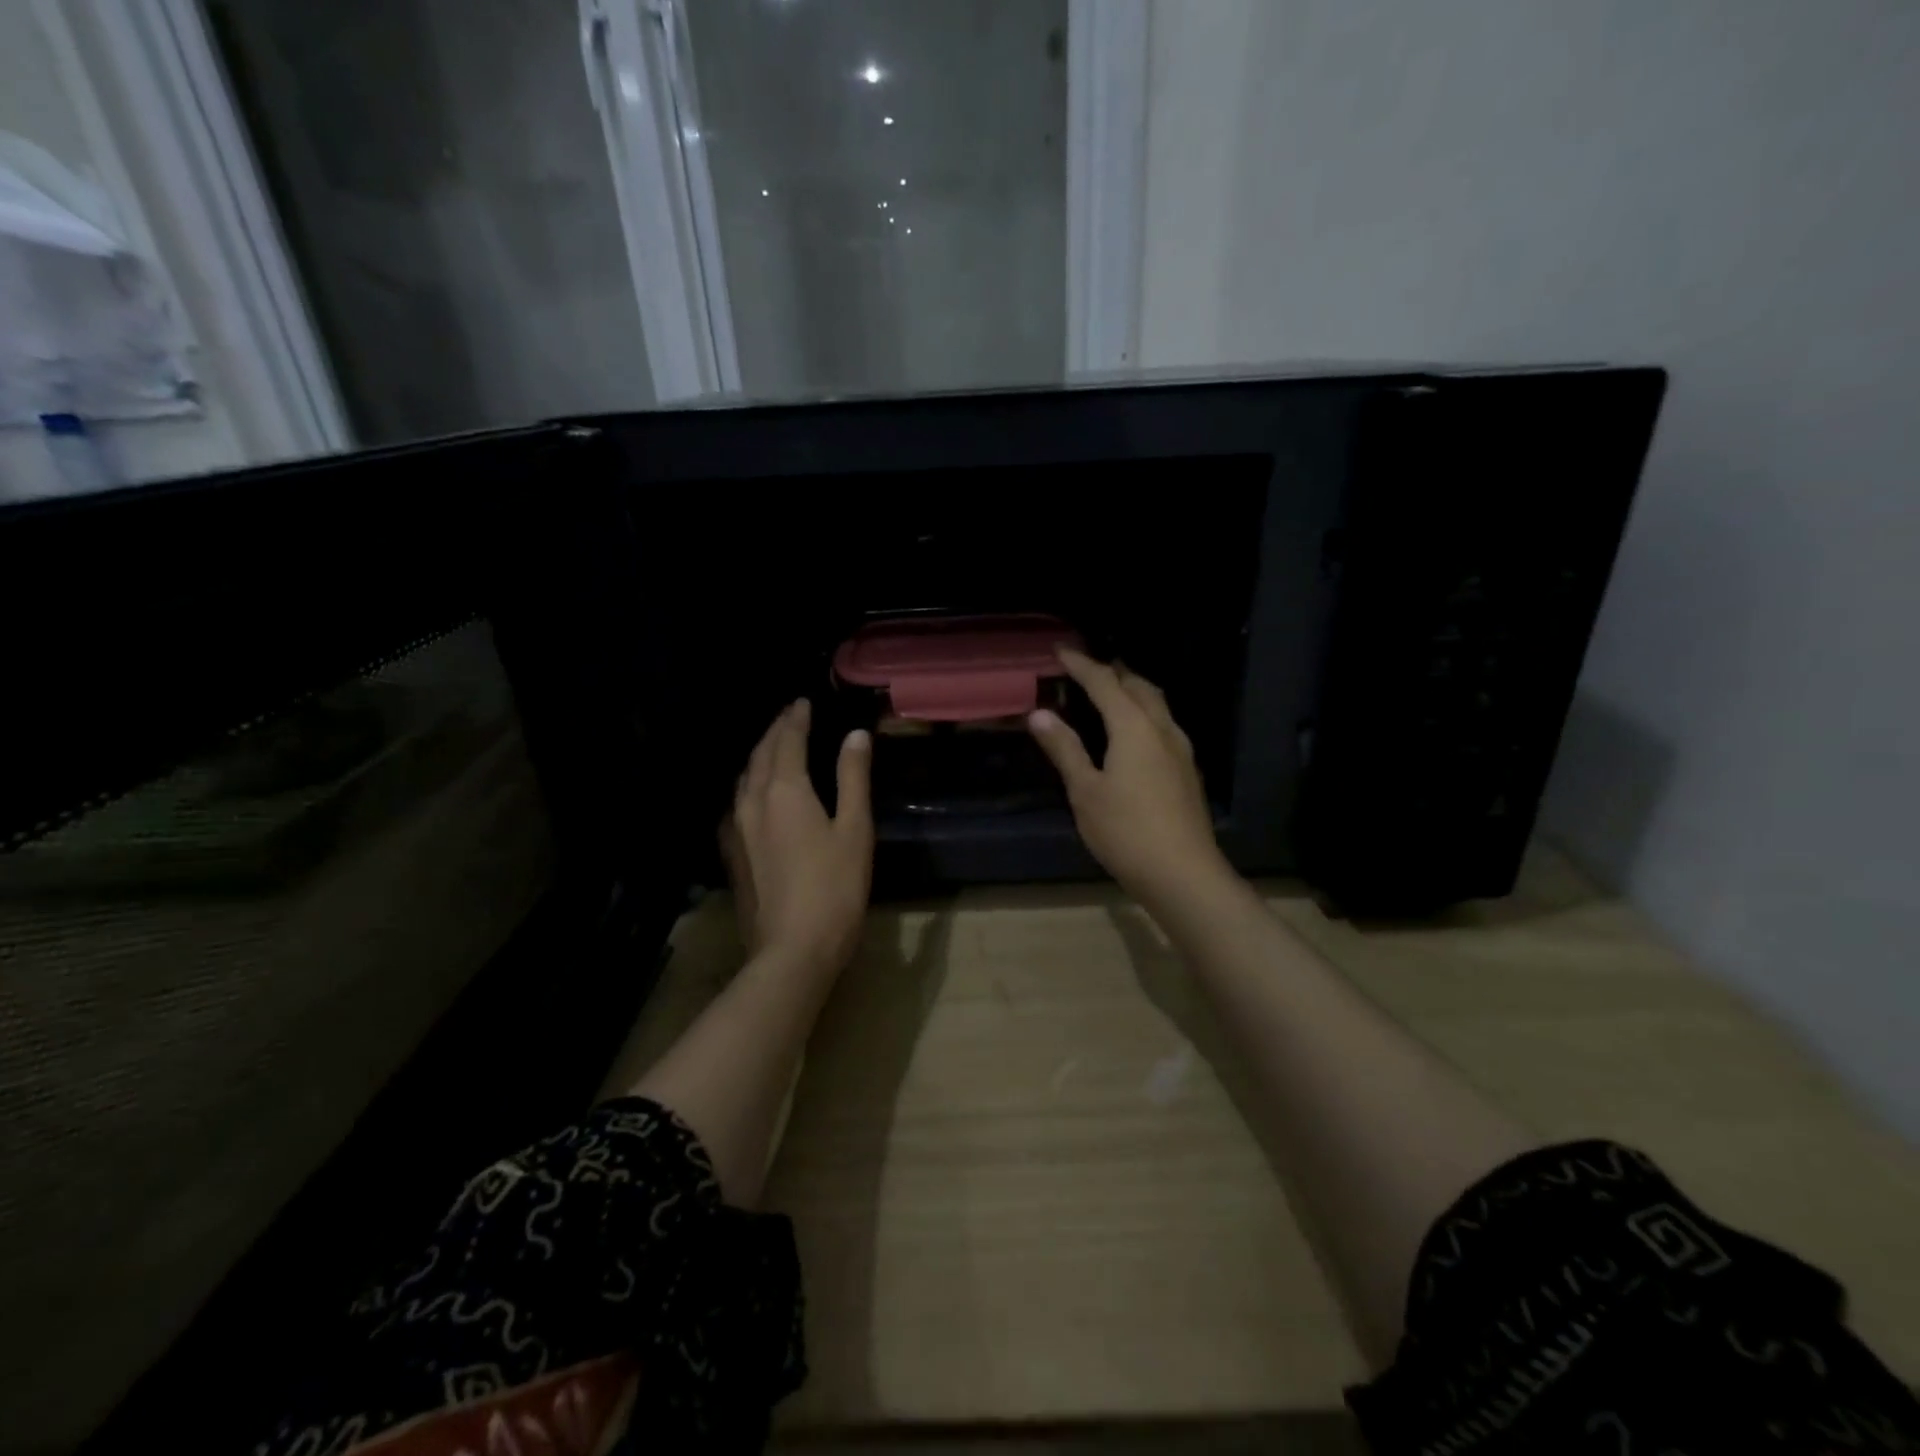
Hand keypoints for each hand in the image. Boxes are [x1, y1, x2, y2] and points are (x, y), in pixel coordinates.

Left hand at [722, 699, 873, 975]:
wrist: (792, 949)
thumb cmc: (835, 887)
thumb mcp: (855, 829)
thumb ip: (853, 778)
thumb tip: (855, 735)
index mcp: (785, 790)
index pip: (787, 740)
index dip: (796, 718)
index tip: (803, 702)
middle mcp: (753, 801)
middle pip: (761, 754)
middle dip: (775, 731)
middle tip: (789, 717)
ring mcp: (736, 829)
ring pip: (744, 778)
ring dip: (760, 755)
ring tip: (775, 746)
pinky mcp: (732, 853)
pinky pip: (737, 802)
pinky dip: (750, 784)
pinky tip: (756, 794)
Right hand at [1028, 650, 1234, 912]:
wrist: (1184, 874)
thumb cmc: (1126, 831)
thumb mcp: (1085, 791)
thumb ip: (1065, 749)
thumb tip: (1039, 714)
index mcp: (1133, 727)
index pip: (1104, 682)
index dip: (1081, 664)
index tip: (1060, 650)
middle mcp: (1162, 729)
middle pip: (1139, 686)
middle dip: (1113, 672)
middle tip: (1088, 669)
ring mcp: (1180, 750)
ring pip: (1157, 705)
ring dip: (1133, 691)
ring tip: (1111, 693)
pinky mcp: (1187, 771)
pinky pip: (1164, 725)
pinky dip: (1144, 714)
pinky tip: (1134, 734)